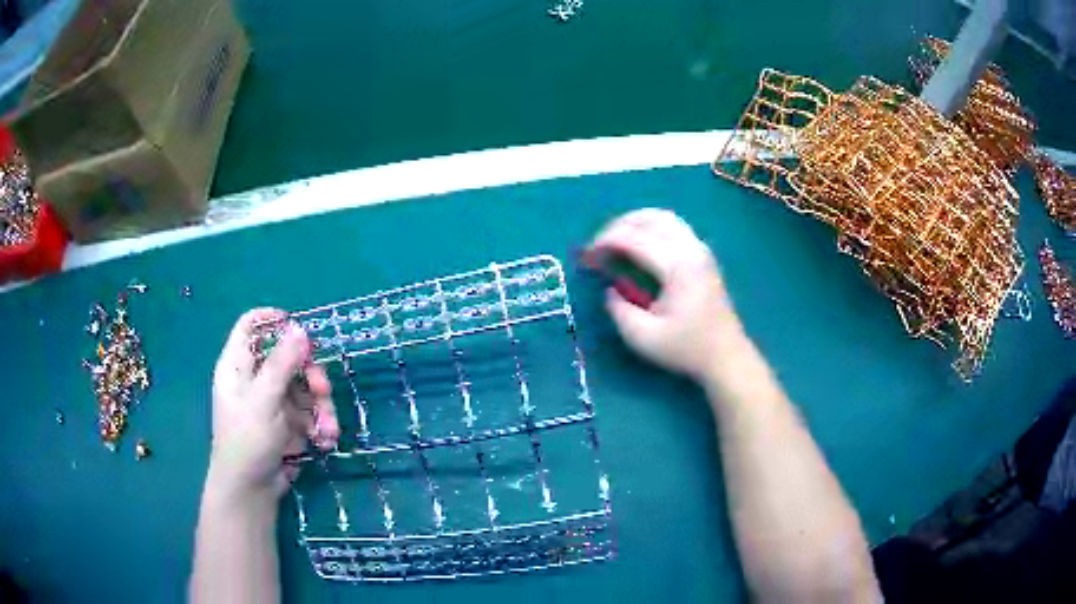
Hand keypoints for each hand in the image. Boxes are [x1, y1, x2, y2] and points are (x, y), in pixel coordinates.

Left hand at [207, 309, 339, 501]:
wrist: (252, 490)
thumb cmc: (247, 440)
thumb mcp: (263, 399)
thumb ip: (281, 364)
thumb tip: (300, 329)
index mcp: (239, 366)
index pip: (251, 326)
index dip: (272, 320)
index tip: (299, 328)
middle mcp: (256, 379)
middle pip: (289, 358)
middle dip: (311, 374)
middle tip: (322, 390)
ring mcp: (274, 402)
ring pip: (305, 387)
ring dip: (322, 406)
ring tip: (328, 429)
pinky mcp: (289, 424)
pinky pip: (311, 413)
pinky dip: (321, 424)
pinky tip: (324, 441)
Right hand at [588, 209, 745, 380]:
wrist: (725, 356)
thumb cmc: (686, 349)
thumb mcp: (643, 338)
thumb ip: (619, 310)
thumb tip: (610, 290)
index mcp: (677, 266)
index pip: (634, 238)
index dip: (604, 242)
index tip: (586, 258)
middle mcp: (691, 248)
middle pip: (650, 218)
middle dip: (618, 226)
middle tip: (598, 246)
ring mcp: (700, 249)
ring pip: (664, 218)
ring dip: (636, 222)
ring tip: (615, 240)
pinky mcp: (703, 255)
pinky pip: (674, 227)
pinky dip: (651, 228)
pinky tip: (639, 245)